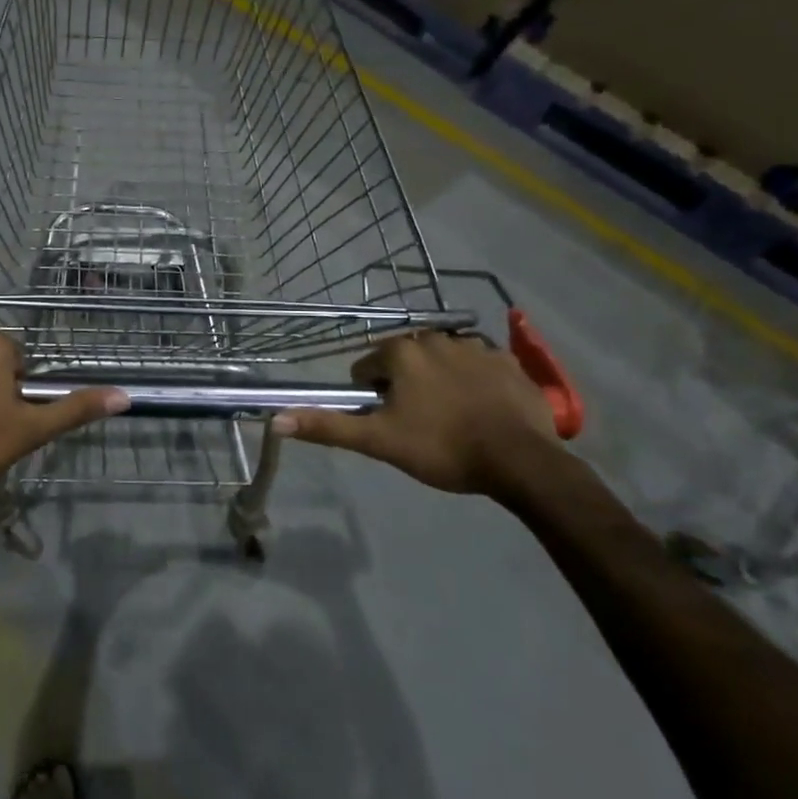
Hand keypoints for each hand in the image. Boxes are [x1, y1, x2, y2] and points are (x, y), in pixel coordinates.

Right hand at [272, 332, 557, 494]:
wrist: (522, 460)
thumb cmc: (443, 448)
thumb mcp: (379, 441)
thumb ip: (328, 426)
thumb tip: (275, 420)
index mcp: (401, 352)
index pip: (367, 366)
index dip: (371, 395)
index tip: (388, 421)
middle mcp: (435, 337)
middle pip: (404, 358)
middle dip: (404, 383)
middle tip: (417, 421)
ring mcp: (476, 346)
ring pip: (441, 359)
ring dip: (437, 379)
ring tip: (450, 417)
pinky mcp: (509, 361)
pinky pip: (478, 364)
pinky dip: (473, 380)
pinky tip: (481, 408)